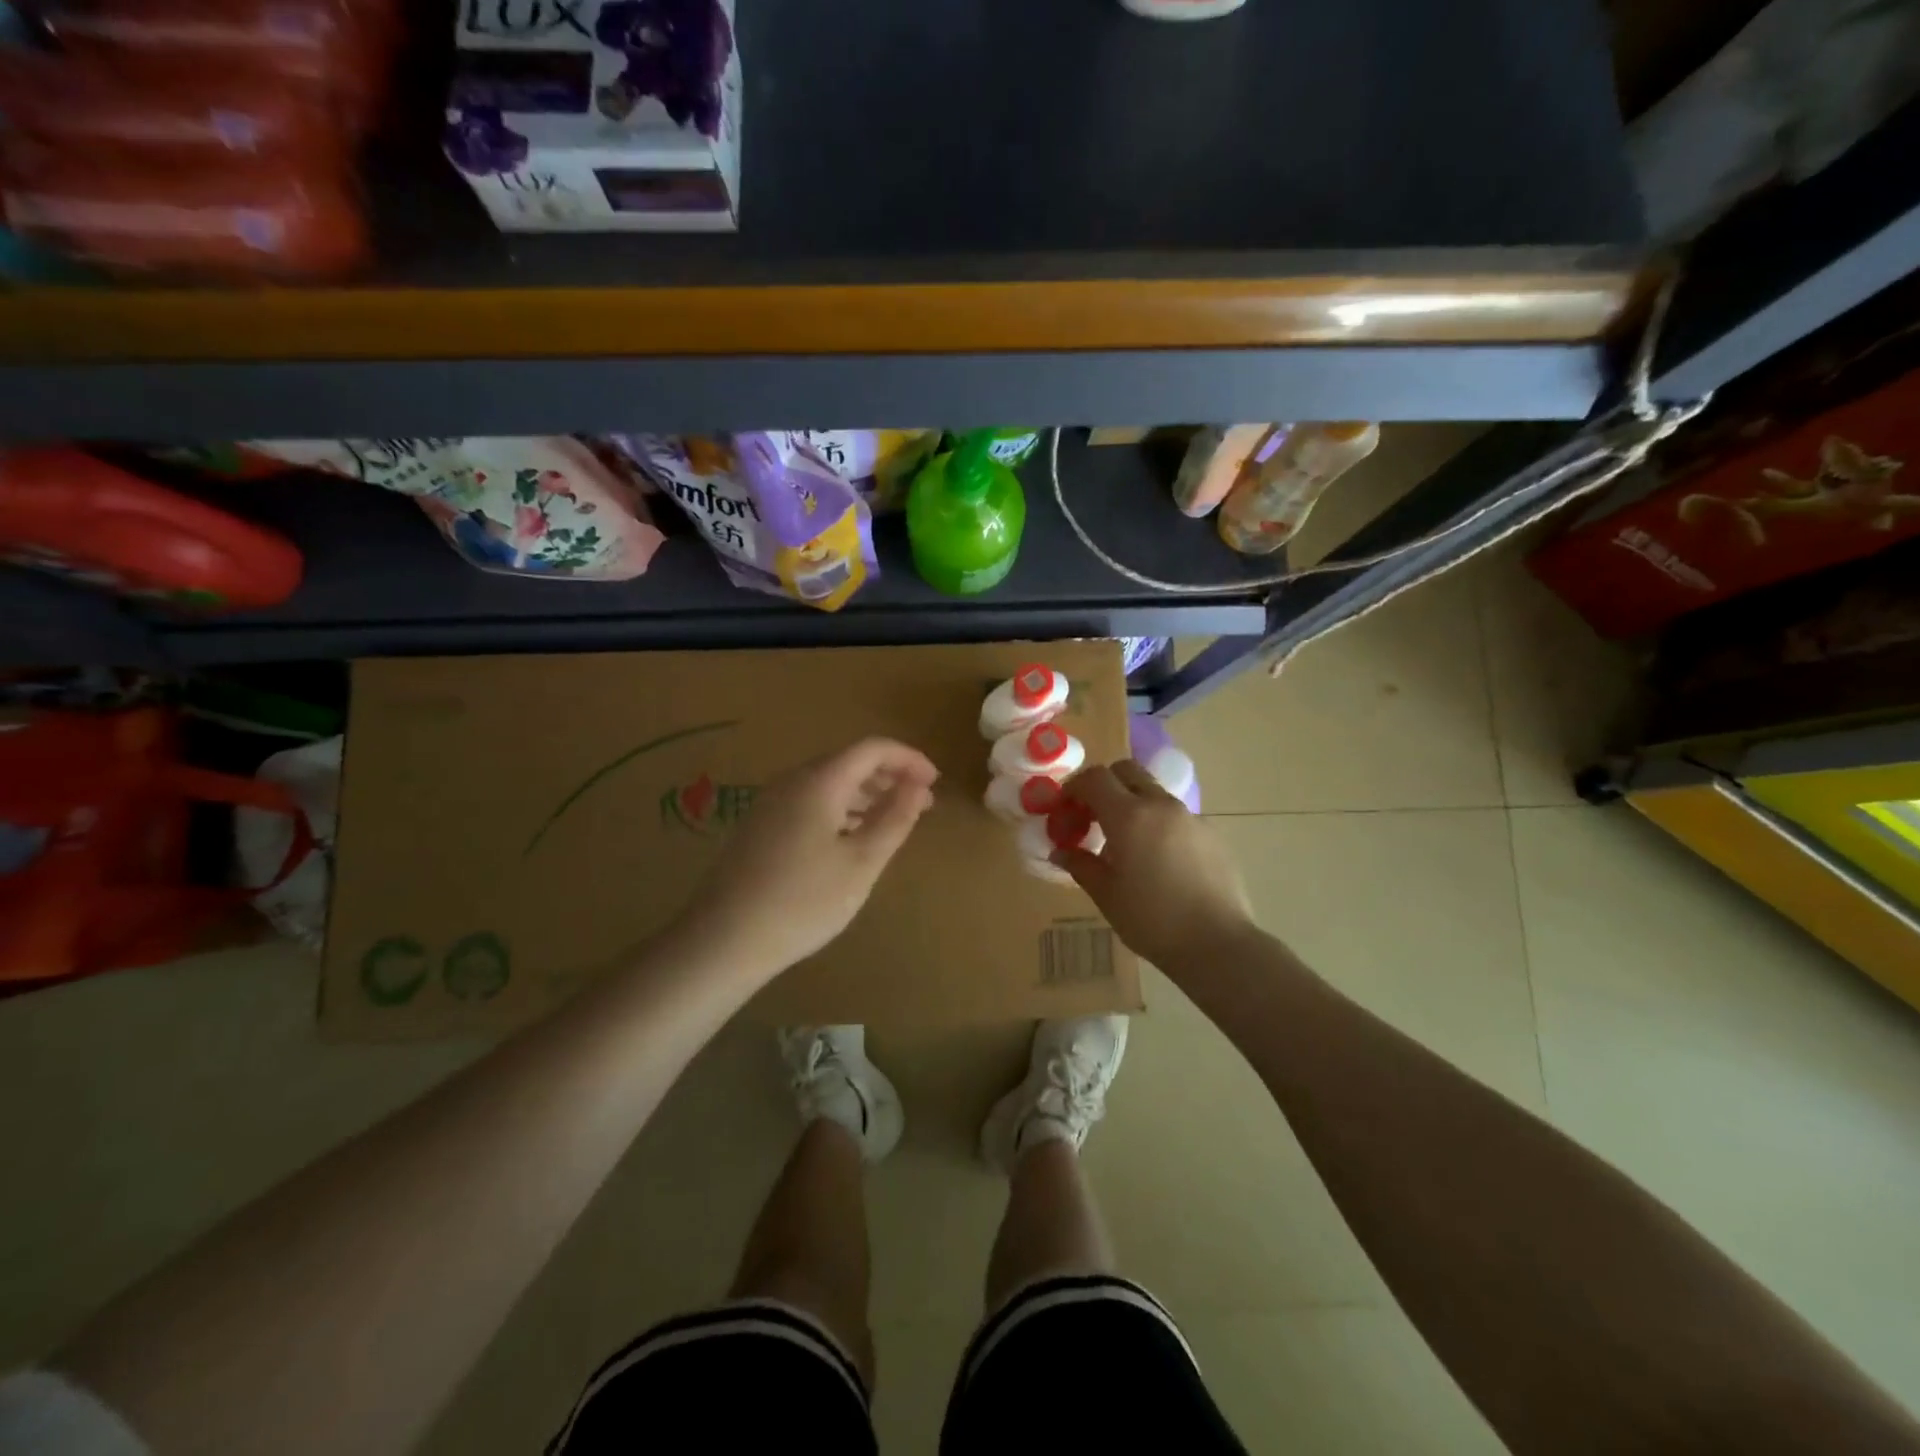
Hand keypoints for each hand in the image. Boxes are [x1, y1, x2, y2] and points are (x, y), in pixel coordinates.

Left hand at [674, 737, 938, 976]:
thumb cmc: (803, 900)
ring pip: (828, 783)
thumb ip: (894, 818)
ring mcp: (771, 803)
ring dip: (866, 794)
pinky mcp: (760, 826)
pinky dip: (841, 809)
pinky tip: (852, 838)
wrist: (724, 938)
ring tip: (893, 820)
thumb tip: (917, 786)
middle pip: (849, 762)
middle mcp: (792, 781)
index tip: (935, 782)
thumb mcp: (862, 862)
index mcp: (820, 781)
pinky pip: (810, 802)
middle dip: (889, 777)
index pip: (872, 749)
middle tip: (921, 804)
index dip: (908, 759)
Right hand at [1054, 760, 1254, 970]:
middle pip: (1127, 771)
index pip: (1095, 778)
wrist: (1217, 944)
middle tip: (1093, 816)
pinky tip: (1159, 861)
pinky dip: (1159, 824)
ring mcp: (1190, 817)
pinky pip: (1176, 816)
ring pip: (1154, 793)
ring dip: (1133, 804)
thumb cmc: (1151, 920)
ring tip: (1127, 844)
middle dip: (1105, 784)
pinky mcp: (1212, 834)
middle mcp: (1160, 805)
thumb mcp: (1106, 894)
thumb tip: (1061, 851)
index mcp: (1129, 815)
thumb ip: (1080, 864)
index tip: (1064, 809)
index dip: (1074, 787)